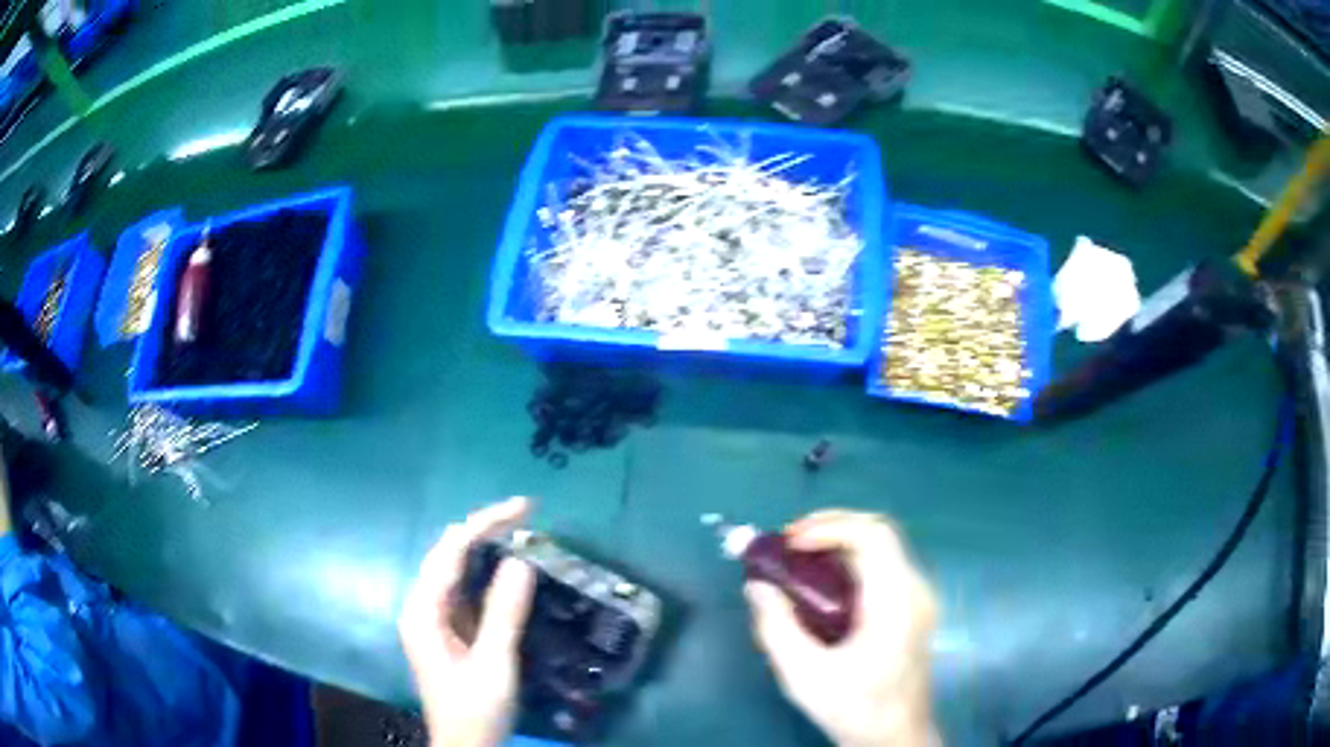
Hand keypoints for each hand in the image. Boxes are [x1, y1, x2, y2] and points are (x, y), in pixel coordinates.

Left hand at [399, 497, 536, 746]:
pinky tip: (508, 569)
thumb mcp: (494, 663)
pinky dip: (486, 572)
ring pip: (455, 568)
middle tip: (527, 515)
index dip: (486, 523)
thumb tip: (520, 561)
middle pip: (448, 552)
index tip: (526, 508)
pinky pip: (465, 589)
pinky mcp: (448, 629)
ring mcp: (433, 617)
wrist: (465, 745)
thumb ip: (504, 613)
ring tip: (521, 531)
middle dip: (484, 528)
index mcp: (423, 610)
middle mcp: (422, 605)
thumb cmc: (475, 708)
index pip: (451, 551)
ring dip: (485, 547)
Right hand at [745, 510, 938, 746]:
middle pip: (879, 532)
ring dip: (839, 543)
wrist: (895, 737)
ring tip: (798, 559)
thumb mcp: (804, 675)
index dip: (830, 527)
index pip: (873, 536)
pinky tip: (822, 584)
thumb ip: (777, 628)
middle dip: (831, 527)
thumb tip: (757, 586)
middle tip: (789, 544)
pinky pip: (883, 567)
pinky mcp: (913, 608)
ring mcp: (918, 598)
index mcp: (896, 602)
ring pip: (882, 547)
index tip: (790, 543)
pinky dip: (850, 562)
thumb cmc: (855, 708)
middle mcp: (915, 590)